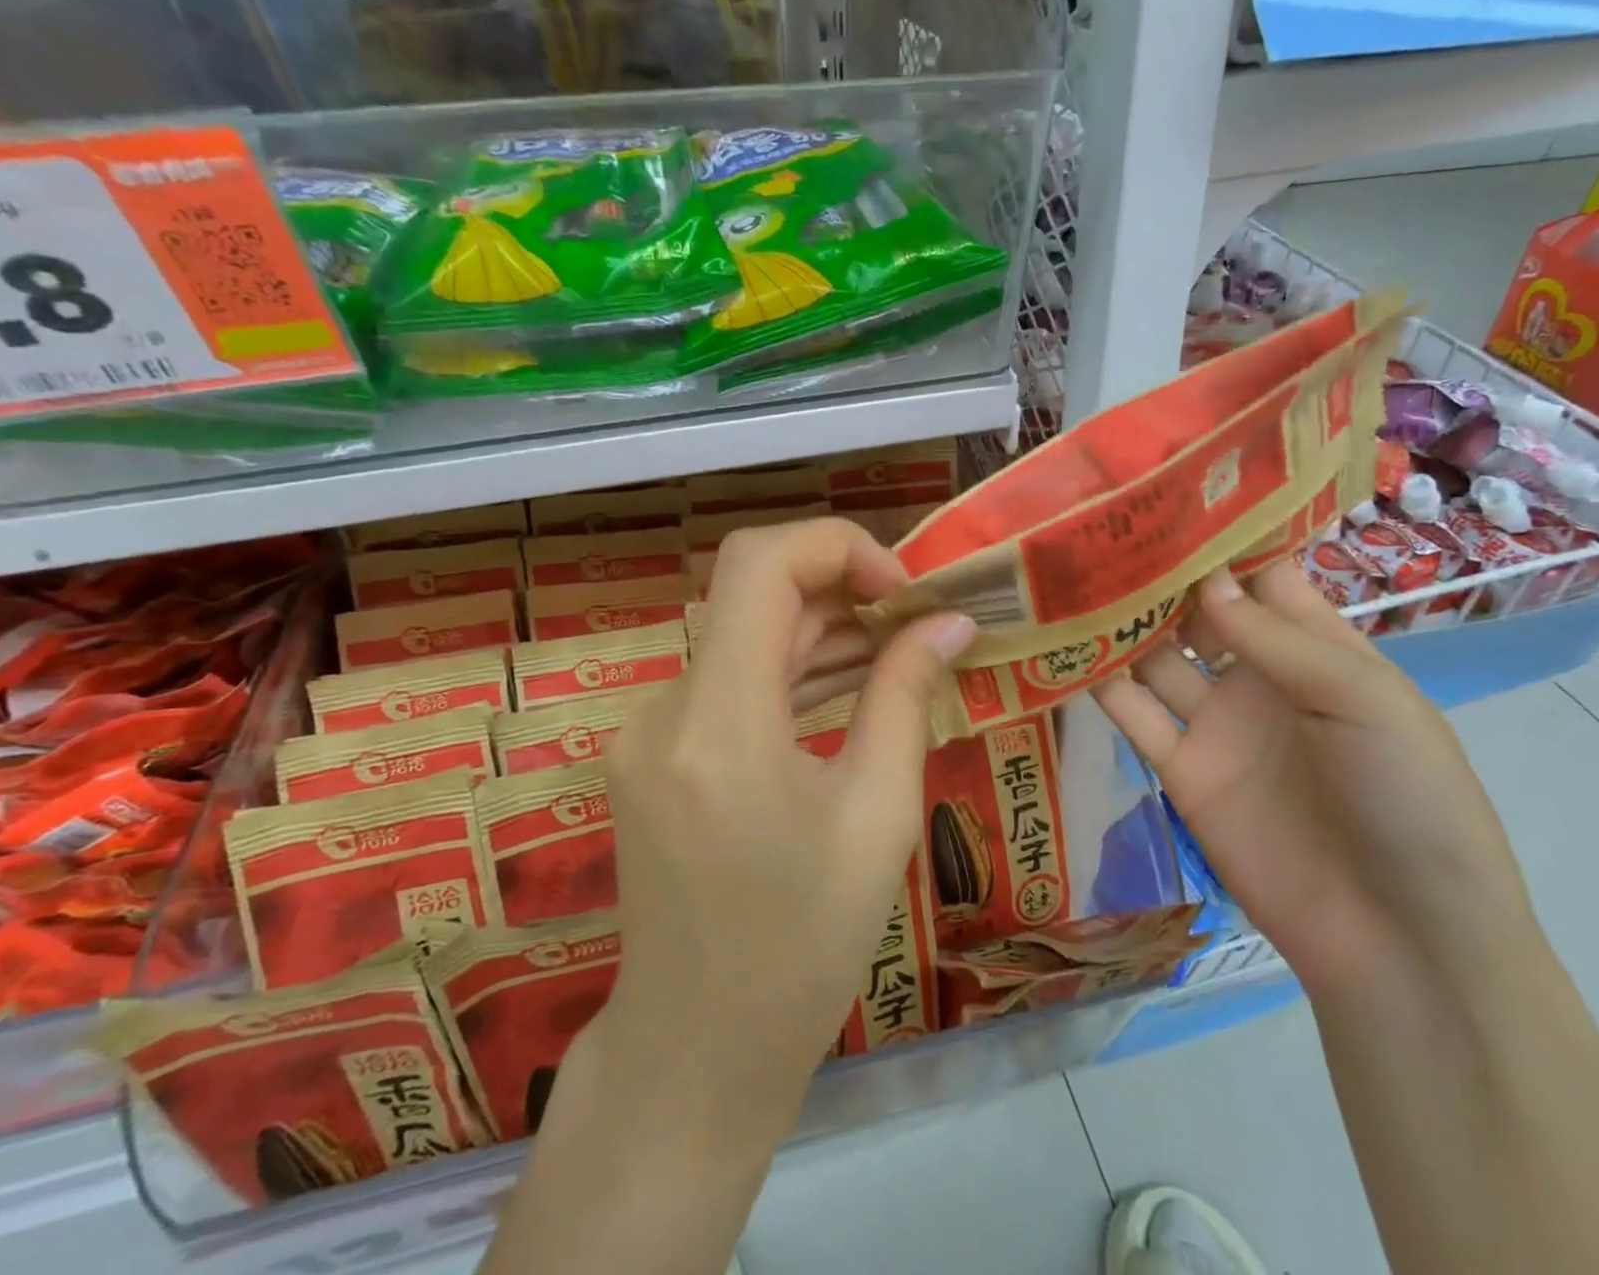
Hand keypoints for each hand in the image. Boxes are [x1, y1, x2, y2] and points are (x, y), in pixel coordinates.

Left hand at [598, 518, 976, 1115]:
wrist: (695, 1050)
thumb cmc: (803, 950)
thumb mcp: (878, 818)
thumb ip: (906, 699)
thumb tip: (949, 623)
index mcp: (720, 725)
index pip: (760, 563)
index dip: (837, 547)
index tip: (902, 590)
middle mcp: (666, 708)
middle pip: (752, 591)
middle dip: (842, 588)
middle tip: (917, 620)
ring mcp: (649, 728)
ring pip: (743, 634)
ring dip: (820, 629)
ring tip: (898, 649)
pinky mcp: (652, 750)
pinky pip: (729, 680)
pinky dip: (788, 670)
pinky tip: (847, 686)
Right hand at [1092, 563, 1535, 999]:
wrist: (1398, 938)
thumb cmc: (1410, 801)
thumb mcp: (1364, 703)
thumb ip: (1277, 640)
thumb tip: (1204, 577)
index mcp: (1316, 647)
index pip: (1261, 574)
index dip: (1221, 536)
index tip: (1166, 492)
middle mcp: (1258, 674)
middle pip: (1197, 609)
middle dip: (1159, 574)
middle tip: (1097, 529)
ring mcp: (1216, 722)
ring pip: (1156, 656)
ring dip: (1121, 623)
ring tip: (1068, 577)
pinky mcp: (1179, 769)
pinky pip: (1132, 715)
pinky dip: (1099, 685)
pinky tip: (1060, 649)